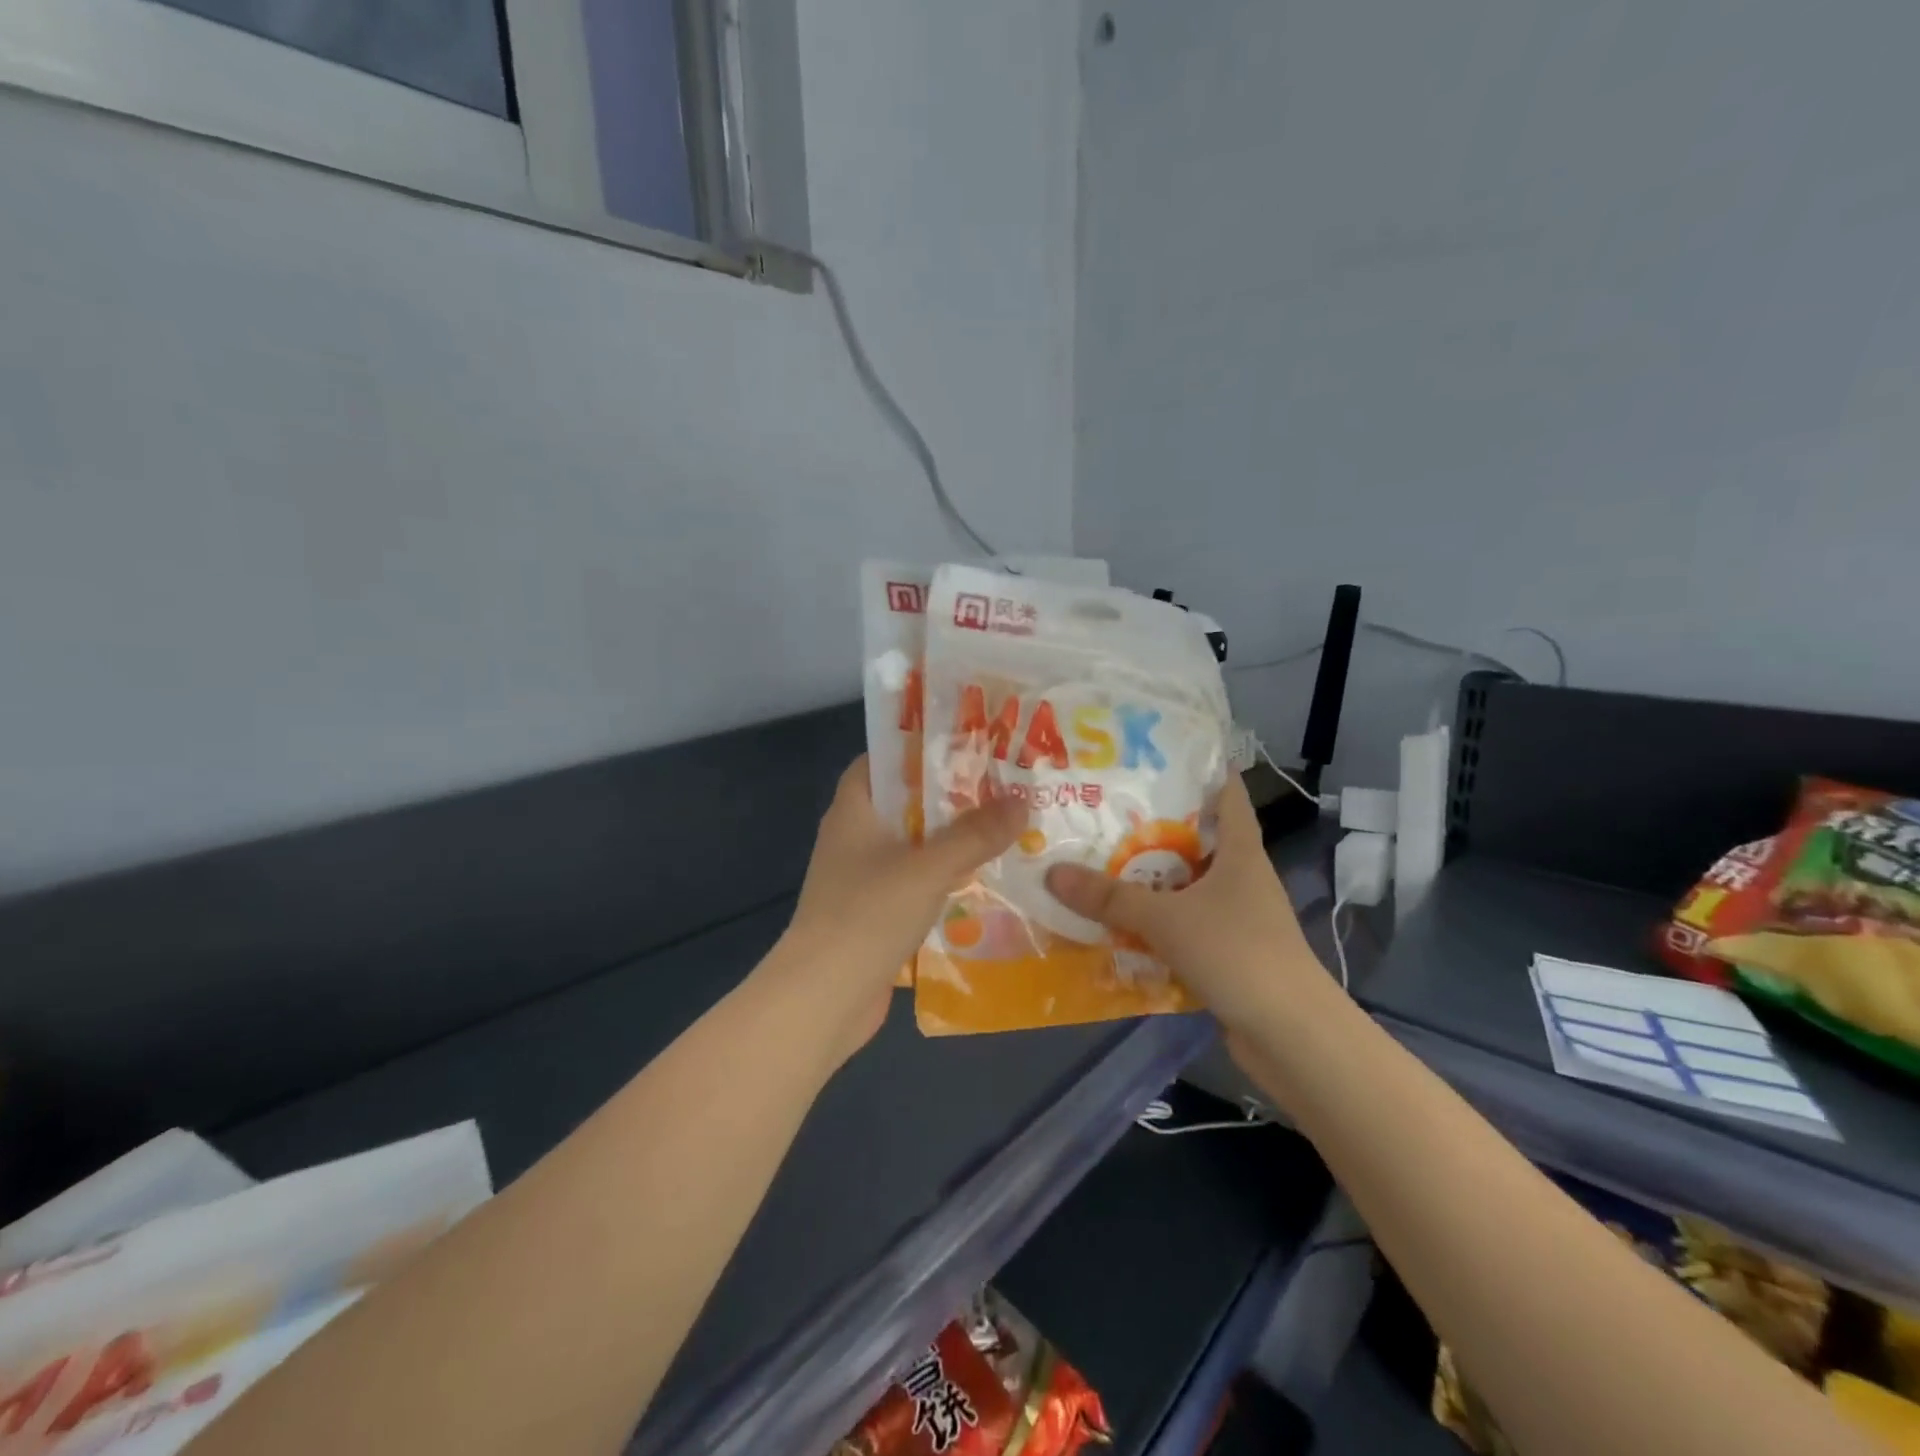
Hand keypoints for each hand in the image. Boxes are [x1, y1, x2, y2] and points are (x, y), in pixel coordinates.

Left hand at [774, 757, 1026, 1060]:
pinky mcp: (873, 914)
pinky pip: (913, 883)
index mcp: (854, 810)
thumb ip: (975, 834)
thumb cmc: (868, 913)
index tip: (964, 747)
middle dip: (948, 797)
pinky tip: (981, 880)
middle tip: (1000, 786)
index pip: (880, 760)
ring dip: (950, 841)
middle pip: (904, 803)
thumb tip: (1022, 799)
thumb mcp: (929, 867)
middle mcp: (853, 837)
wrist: (824, 996)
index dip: (917, 749)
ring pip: (912, 846)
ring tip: (1002, 828)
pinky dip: (942, 879)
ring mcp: (861, 878)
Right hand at [1045, 775, 1321, 1032]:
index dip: (1199, 767)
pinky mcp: (1227, 951)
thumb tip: (1051, 872)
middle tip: (1102, 806)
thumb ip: (1110, 898)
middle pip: (1196, 837)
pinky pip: (1182, 924)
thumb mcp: (1166, 919)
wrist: (1290, 1035)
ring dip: (1149, 877)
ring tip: (1097, 859)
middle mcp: (1241, 876)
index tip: (1154, 752)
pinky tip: (1117, 921)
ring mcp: (1236, 916)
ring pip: (1185, 884)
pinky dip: (1155, 921)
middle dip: (1153, 824)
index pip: (1227, 792)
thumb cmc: (1237, 953)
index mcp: (1241, 851)